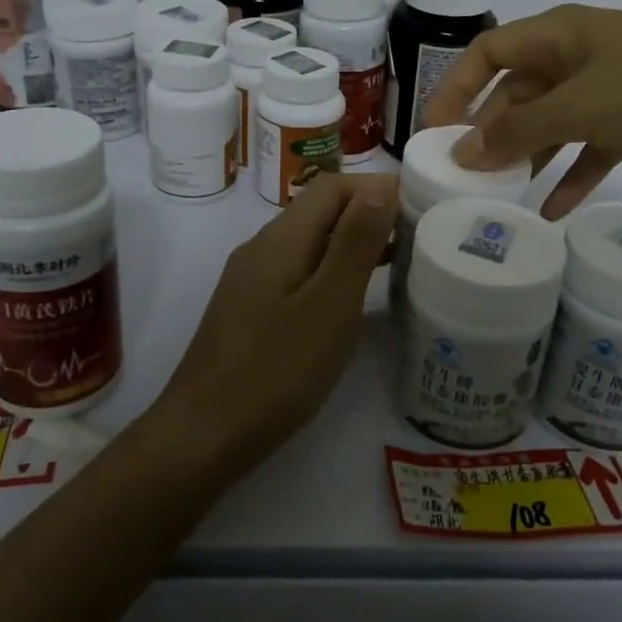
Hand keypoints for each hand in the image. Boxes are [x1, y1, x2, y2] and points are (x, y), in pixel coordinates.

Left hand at [155, 173, 398, 473]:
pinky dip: (332, 270)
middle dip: (368, 213)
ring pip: (310, 242)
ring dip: (352, 242)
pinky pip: (299, 270)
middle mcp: (262, 248)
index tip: (419, 207)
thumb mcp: (329, 304)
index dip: (376, 188)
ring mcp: (252, 279)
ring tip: (398, 262)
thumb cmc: (276, 370)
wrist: (202, 435)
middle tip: (417, 236)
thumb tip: (381, 187)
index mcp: (280, 239)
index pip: (332, 186)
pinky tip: (352, 297)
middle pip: (319, 210)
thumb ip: (356, 242)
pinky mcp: (251, 309)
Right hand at [425, 5, 621, 218]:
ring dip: (528, 156)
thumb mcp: (581, 105)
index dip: (456, 88)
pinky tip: (552, 210)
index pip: (487, 53)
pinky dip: (572, 174)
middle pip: (517, 92)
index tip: (435, 132)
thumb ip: (519, 131)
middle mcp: (575, 56)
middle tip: (466, 176)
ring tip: (500, 196)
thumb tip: (462, 154)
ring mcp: (606, 87)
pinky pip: (589, 146)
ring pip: (551, 122)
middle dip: (491, 132)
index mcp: (557, 35)